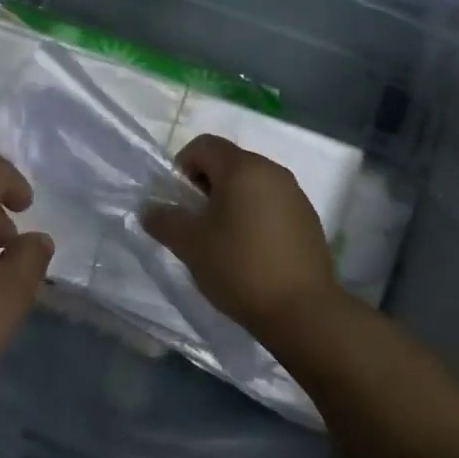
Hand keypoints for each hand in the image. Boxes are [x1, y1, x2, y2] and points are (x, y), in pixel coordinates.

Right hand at [142, 134, 341, 342]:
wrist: (304, 312)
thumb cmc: (240, 268)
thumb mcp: (190, 245)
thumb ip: (164, 220)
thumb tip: (150, 209)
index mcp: (242, 168)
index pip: (204, 144)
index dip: (183, 165)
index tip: (179, 200)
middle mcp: (272, 171)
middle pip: (229, 162)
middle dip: (206, 184)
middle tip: (196, 221)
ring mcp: (295, 194)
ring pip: (251, 183)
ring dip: (231, 200)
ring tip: (222, 238)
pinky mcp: (308, 219)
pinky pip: (272, 203)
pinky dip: (254, 214)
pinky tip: (251, 250)